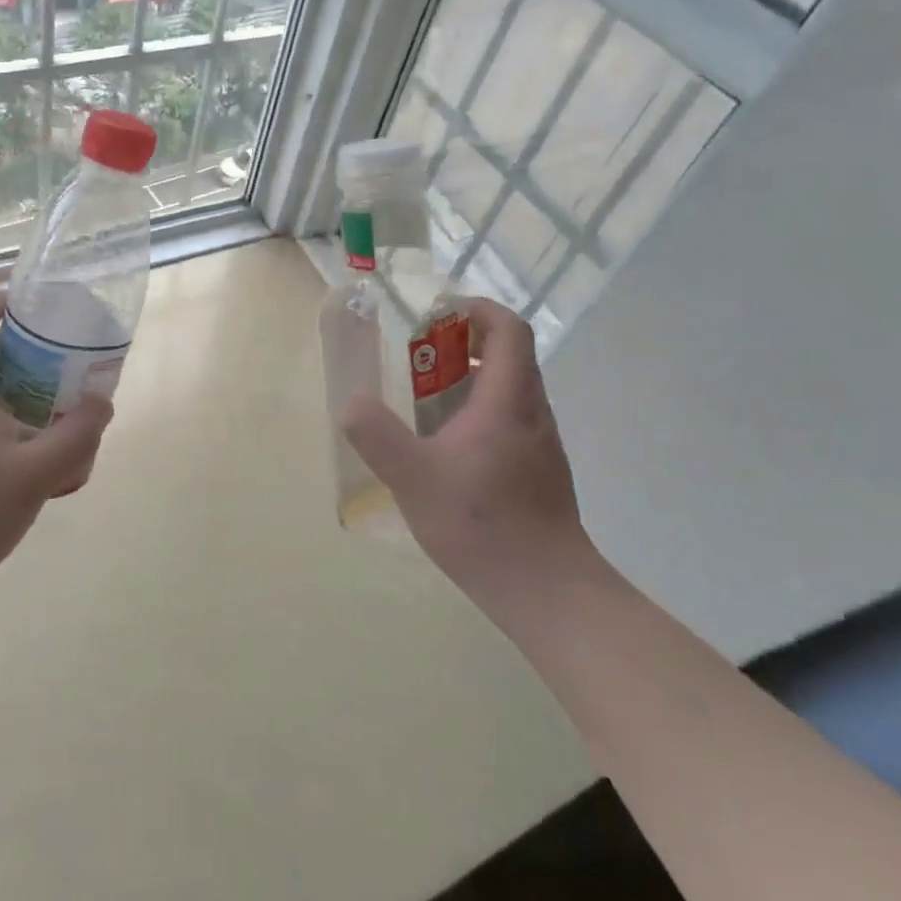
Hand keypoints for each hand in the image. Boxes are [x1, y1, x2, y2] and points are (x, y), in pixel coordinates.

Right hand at [343, 298, 589, 602]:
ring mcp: (541, 444)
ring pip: (510, 390)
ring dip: (471, 379)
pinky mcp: (540, 471)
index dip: (477, 309)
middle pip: (509, 355)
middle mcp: (532, 412)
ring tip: (425, 402)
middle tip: (420, 358)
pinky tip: (448, 450)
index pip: (508, 329)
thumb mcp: (413, 477)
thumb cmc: (482, 524)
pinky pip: (510, 420)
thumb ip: (377, 435)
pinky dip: (479, 413)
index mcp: (507, 400)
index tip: (439, 314)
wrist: (548, 591)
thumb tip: (352, 404)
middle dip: (465, 344)